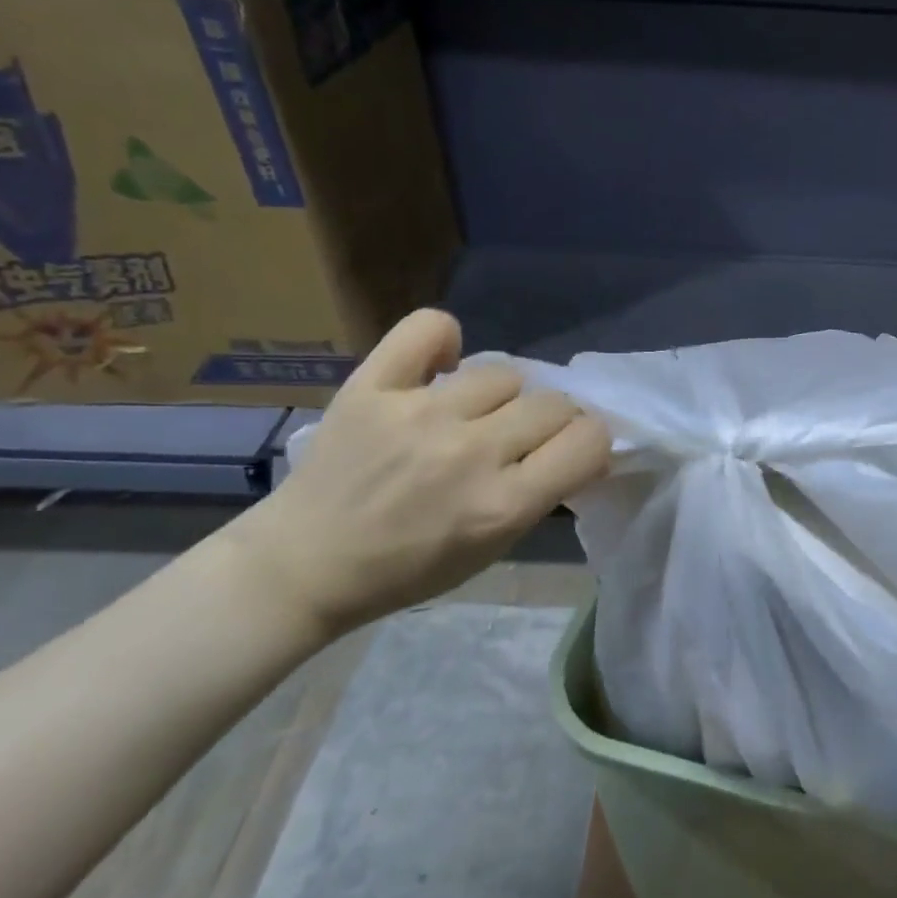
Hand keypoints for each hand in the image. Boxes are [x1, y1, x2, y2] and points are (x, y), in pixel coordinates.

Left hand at [236, 309, 609, 636]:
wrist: (306, 564)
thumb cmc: (409, 569)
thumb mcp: (494, 548)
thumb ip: (541, 495)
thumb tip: (580, 446)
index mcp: (502, 504)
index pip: (589, 440)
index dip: (590, 443)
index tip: (571, 452)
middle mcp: (469, 453)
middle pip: (553, 403)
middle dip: (552, 422)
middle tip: (522, 438)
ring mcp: (420, 414)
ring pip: (504, 373)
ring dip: (502, 397)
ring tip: (474, 414)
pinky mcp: (372, 387)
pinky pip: (429, 329)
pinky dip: (444, 340)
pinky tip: (441, 366)